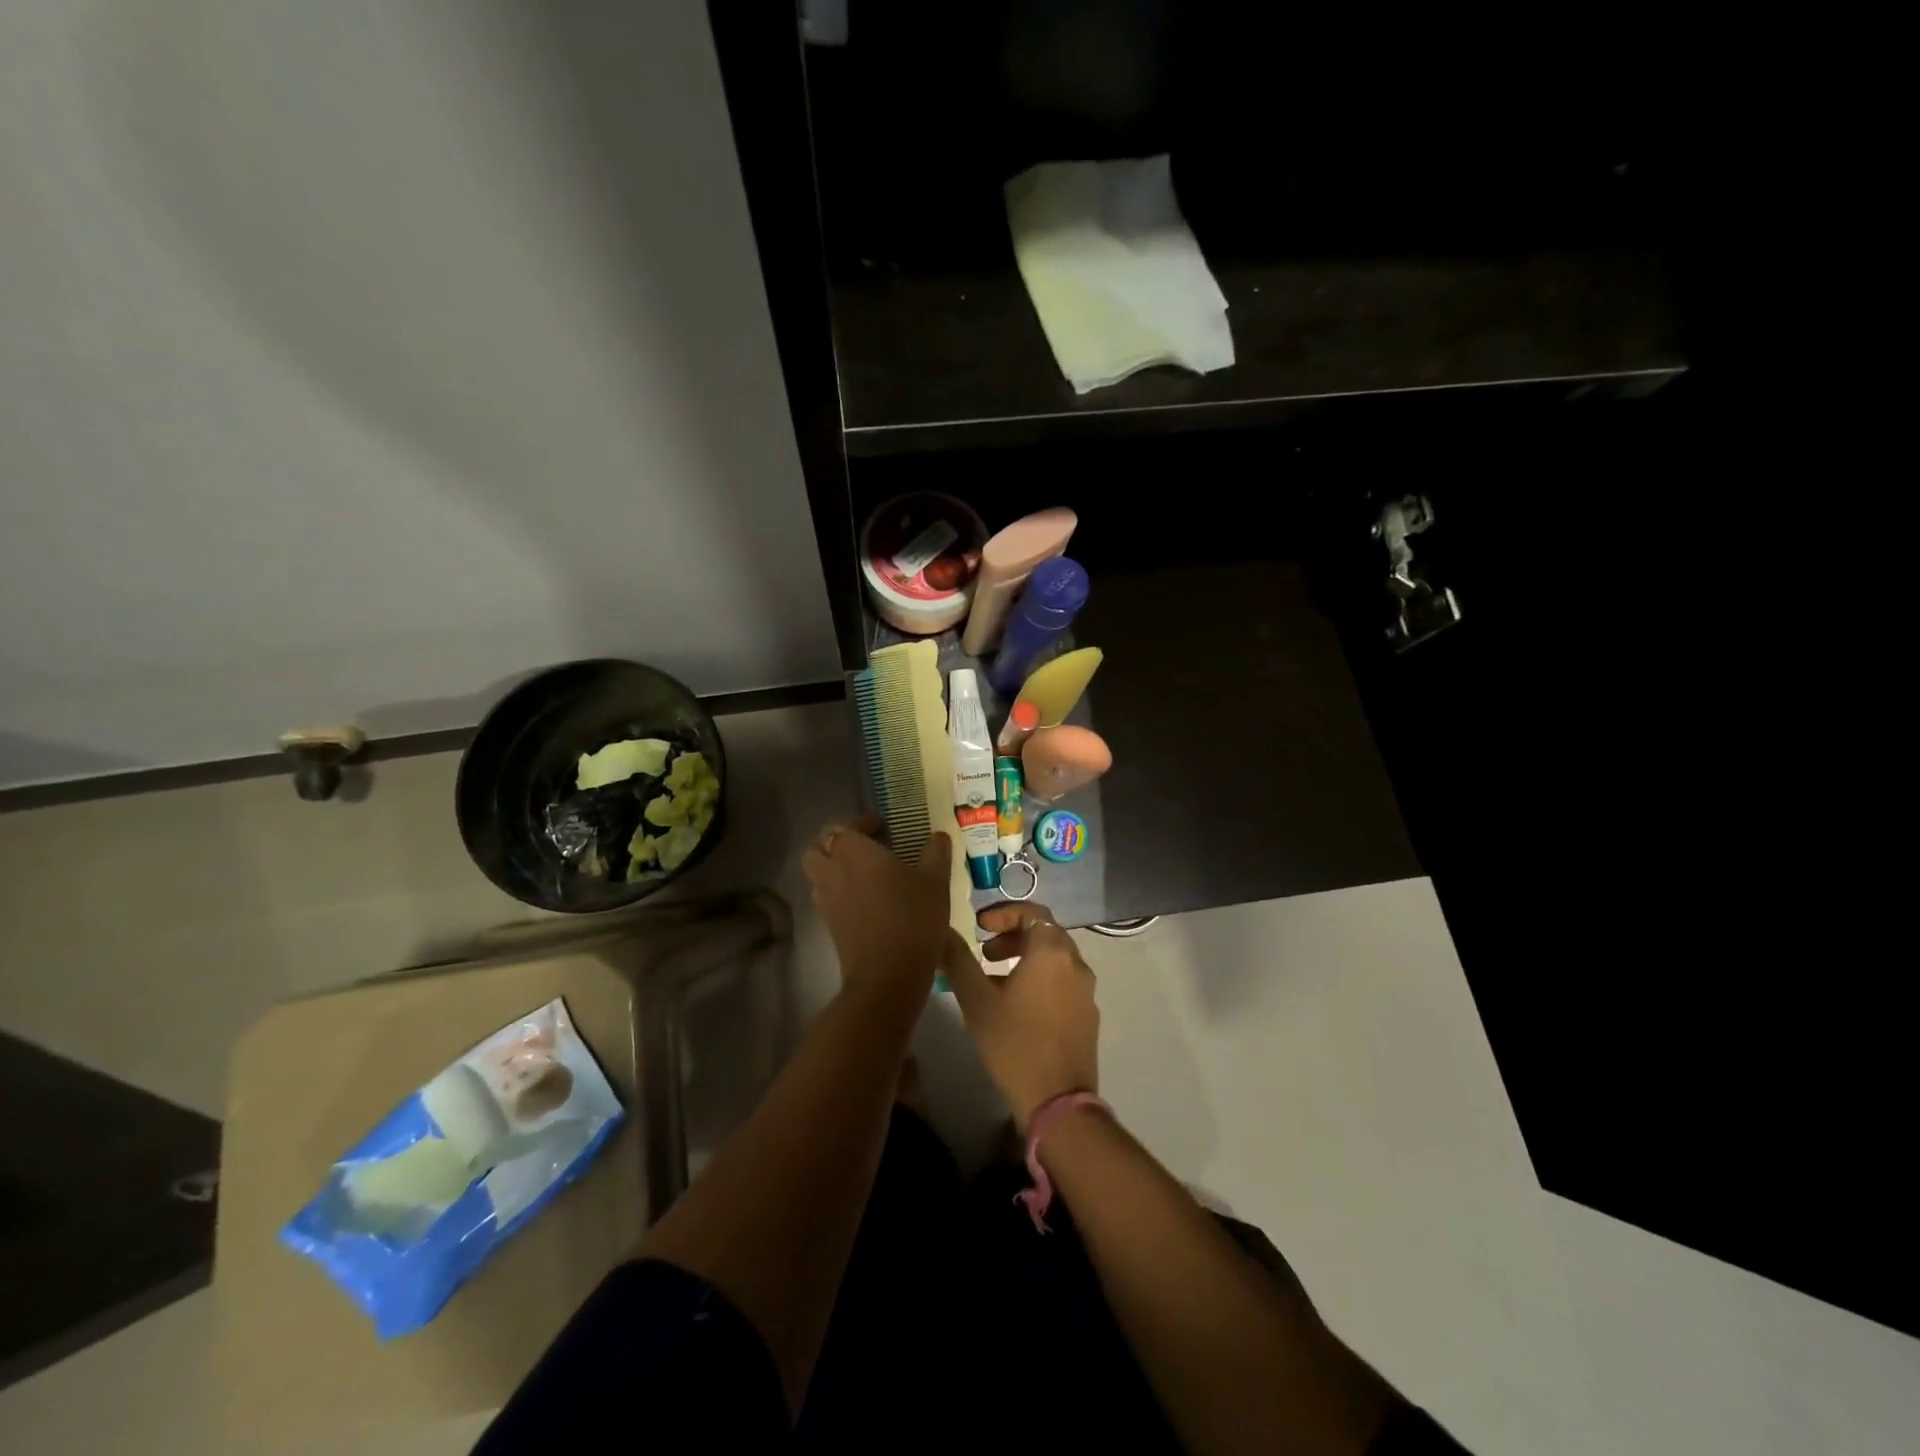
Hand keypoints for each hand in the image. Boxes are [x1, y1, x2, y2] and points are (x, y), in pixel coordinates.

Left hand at [802, 816, 952, 994]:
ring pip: (818, 873)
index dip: (860, 823)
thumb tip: (939, 835)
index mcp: (855, 852)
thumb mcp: (936, 882)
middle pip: (819, 847)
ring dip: (834, 867)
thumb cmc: (913, 918)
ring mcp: (826, 900)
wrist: (887, 976)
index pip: (843, 826)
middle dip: (837, 843)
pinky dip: (839, 892)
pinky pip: (826, 897)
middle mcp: (833, 871)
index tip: (882, 828)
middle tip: (865, 848)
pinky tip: (866, 901)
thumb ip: (936, 853)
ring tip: (864, 874)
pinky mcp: (828, 925)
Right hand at [939, 903, 1098, 1128]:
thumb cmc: (1014, 1043)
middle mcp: (1076, 964)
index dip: (1004, 913)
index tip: (980, 926)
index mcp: (1052, 952)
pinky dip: (1040, 979)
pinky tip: (1017, 1006)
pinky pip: (1063, 982)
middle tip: (984, 951)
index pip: (1032, 912)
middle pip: (1045, 934)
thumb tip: (944, 932)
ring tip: (995, 979)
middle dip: (1013, 936)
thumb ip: (959, 960)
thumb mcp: (977, 1000)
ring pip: (1055, 959)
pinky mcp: (1088, 1015)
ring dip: (1026, 959)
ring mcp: (1086, 991)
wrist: (1057, 1101)